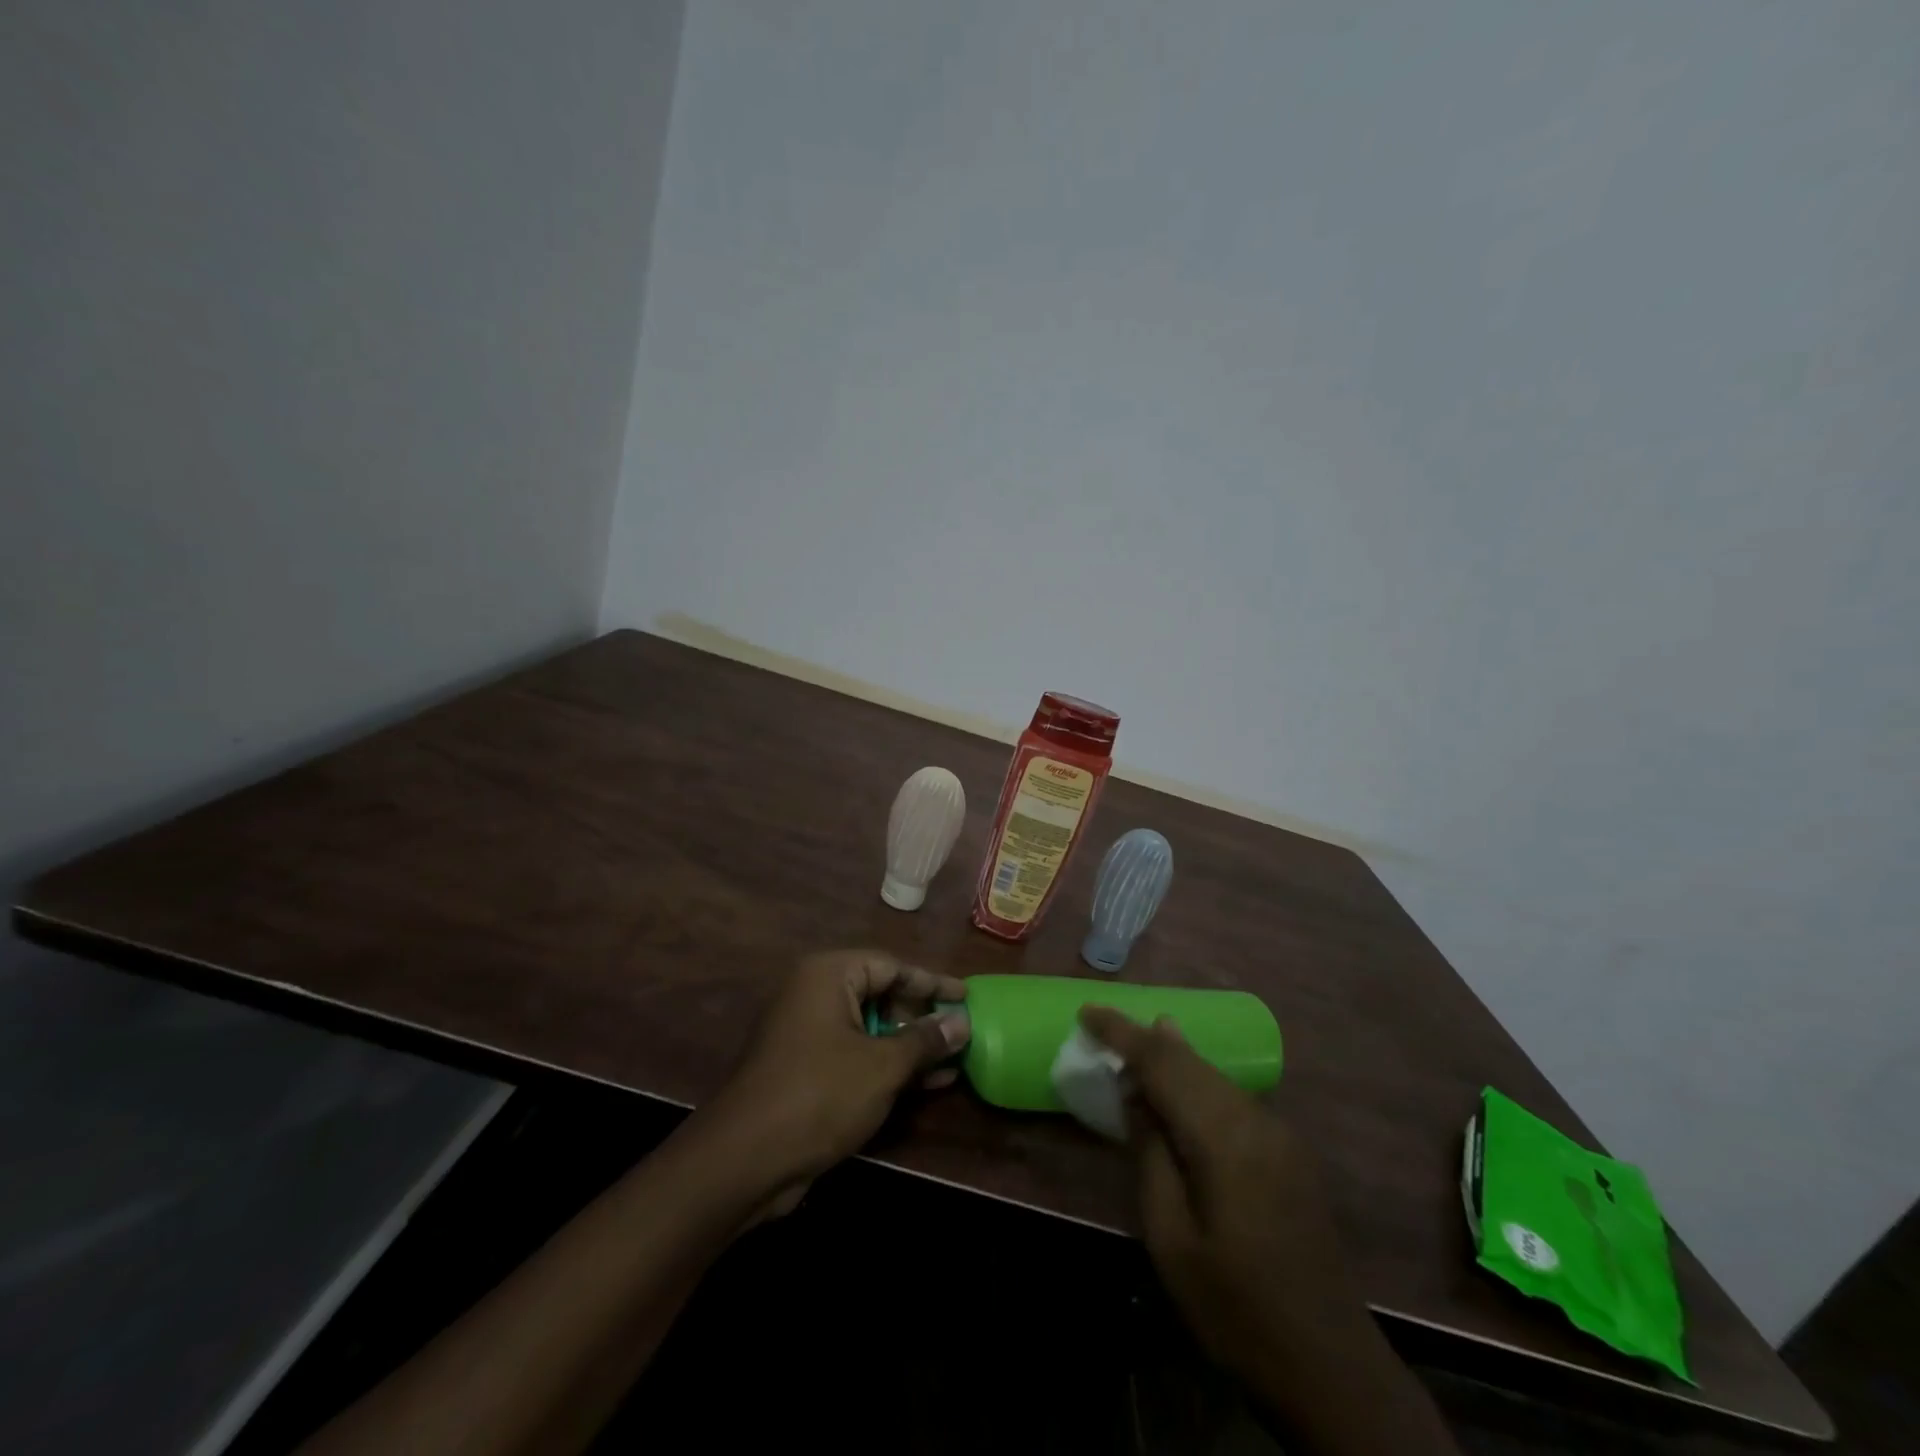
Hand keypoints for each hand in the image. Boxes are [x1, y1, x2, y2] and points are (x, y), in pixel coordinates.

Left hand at [703, 950, 969, 1201]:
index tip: (966, 997)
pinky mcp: (807, 1069)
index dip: (932, 982)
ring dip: (911, 1045)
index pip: (892, 966)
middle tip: (962, 1032)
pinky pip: (857, 1054)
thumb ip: (925, 1040)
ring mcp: (808, 1033)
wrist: (745, 1160)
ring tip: (955, 1060)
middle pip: (881, 994)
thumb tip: (961, 1022)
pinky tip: (928, 1083)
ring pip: (872, 1028)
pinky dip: (889, 1065)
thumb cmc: (820, 1094)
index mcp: (828, 975)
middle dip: (923, 1017)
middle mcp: (815, 994)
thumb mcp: (882, 1066)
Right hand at [1079, 1008, 1369, 1383]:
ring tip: (1134, 1041)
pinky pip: (1230, 1096)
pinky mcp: (1288, 1151)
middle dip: (1144, 1038)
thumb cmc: (1234, 1307)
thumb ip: (1151, 1153)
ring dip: (1171, 1056)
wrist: (1331, 1365)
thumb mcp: (1170, 1237)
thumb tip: (1135, 1092)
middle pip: (1191, 1061)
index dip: (1122, 1032)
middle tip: (1102, 1023)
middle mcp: (1256, 1120)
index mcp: (1224, 1138)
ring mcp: (1279, 1134)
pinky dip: (1196, 1080)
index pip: (1163, 1064)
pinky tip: (1180, 1085)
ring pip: (1213, 1075)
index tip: (1086, 1010)